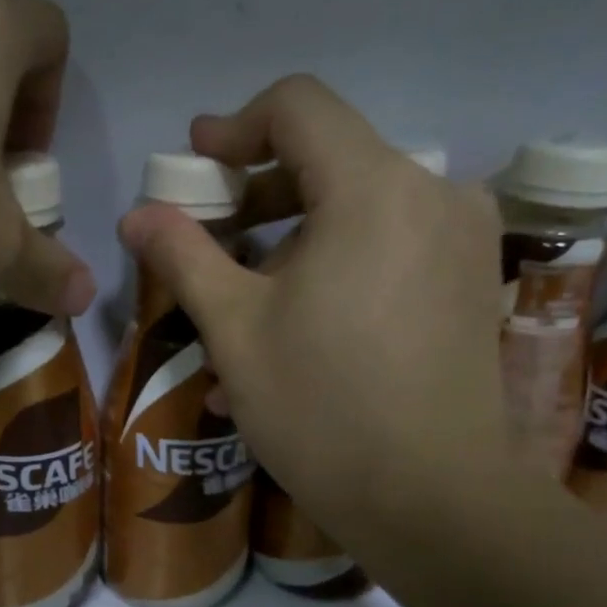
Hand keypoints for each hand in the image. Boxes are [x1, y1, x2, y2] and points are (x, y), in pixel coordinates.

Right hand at [117, 75, 510, 553]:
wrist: (431, 499)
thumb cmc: (320, 407)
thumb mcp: (233, 328)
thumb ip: (183, 256)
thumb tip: (136, 214)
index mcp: (373, 187)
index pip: (298, 107)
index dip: (235, 127)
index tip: (195, 165)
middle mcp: (433, 192)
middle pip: (330, 156)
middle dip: (258, 191)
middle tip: (206, 238)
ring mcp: (462, 238)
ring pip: (358, 206)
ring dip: (292, 237)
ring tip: (241, 302)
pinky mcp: (471, 280)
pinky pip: (390, 245)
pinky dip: (336, 263)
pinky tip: (297, 325)